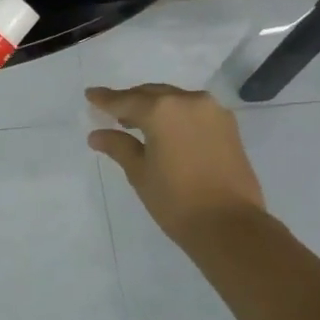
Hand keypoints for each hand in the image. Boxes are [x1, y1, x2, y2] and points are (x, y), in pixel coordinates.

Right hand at [86, 84, 267, 246]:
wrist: (229, 225)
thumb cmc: (176, 201)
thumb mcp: (140, 173)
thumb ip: (118, 146)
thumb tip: (97, 135)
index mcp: (162, 110)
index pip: (125, 100)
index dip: (105, 99)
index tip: (90, 95)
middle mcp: (188, 101)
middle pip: (152, 94)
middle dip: (131, 101)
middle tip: (112, 111)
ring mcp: (212, 111)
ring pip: (174, 100)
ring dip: (155, 107)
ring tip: (136, 122)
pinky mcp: (228, 126)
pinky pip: (193, 111)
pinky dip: (175, 115)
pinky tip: (165, 130)